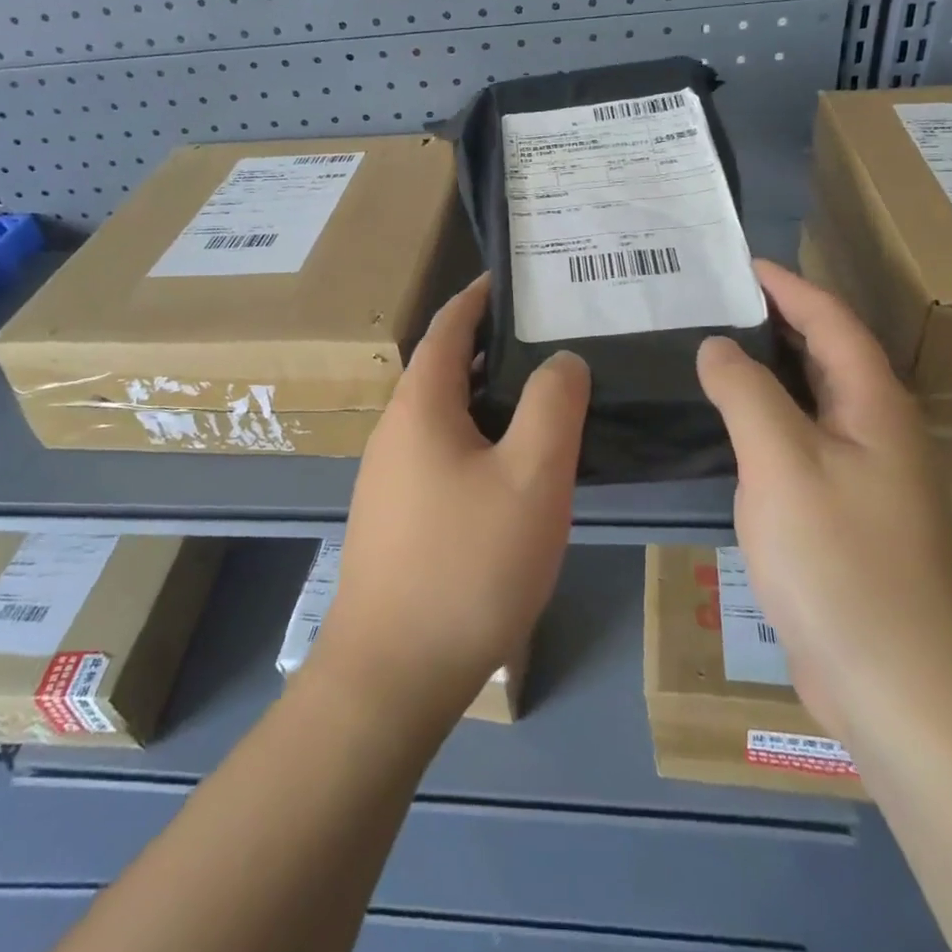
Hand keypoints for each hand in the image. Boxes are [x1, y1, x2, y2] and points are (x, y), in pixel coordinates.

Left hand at [311, 275, 590, 729]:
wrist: (393, 673)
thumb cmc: (467, 564)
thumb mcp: (531, 477)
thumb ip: (552, 405)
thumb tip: (560, 359)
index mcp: (421, 406)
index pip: (449, 326)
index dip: (480, 296)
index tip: (516, 278)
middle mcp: (396, 431)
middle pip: (445, 368)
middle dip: (493, 345)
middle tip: (551, 337)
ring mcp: (390, 478)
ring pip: (446, 415)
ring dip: (488, 395)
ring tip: (544, 395)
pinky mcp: (398, 517)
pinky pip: (443, 453)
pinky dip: (479, 437)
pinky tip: (514, 466)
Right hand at [696, 259, 951, 739]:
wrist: (899, 686)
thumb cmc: (840, 561)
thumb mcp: (783, 462)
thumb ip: (746, 393)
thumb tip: (717, 345)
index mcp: (875, 406)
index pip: (832, 321)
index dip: (789, 285)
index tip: (742, 262)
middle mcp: (878, 432)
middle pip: (828, 355)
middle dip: (778, 320)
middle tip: (717, 300)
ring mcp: (866, 477)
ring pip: (814, 401)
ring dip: (770, 370)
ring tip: (715, 351)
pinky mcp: (847, 515)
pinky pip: (803, 442)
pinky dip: (768, 418)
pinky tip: (732, 429)